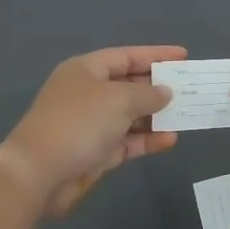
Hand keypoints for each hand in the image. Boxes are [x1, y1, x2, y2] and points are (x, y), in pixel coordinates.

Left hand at [0, 45, 185, 215]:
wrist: (39, 173)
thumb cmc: (79, 123)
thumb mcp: (119, 100)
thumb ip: (147, 94)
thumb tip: (165, 92)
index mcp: (86, 70)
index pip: (126, 56)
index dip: (155, 55)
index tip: (183, 56)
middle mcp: (88, 93)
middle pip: (129, 84)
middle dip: (158, 87)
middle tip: (190, 88)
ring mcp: (91, 124)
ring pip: (130, 115)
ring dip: (156, 116)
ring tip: (187, 114)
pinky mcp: (95, 153)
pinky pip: (127, 141)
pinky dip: (146, 139)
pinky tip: (170, 139)